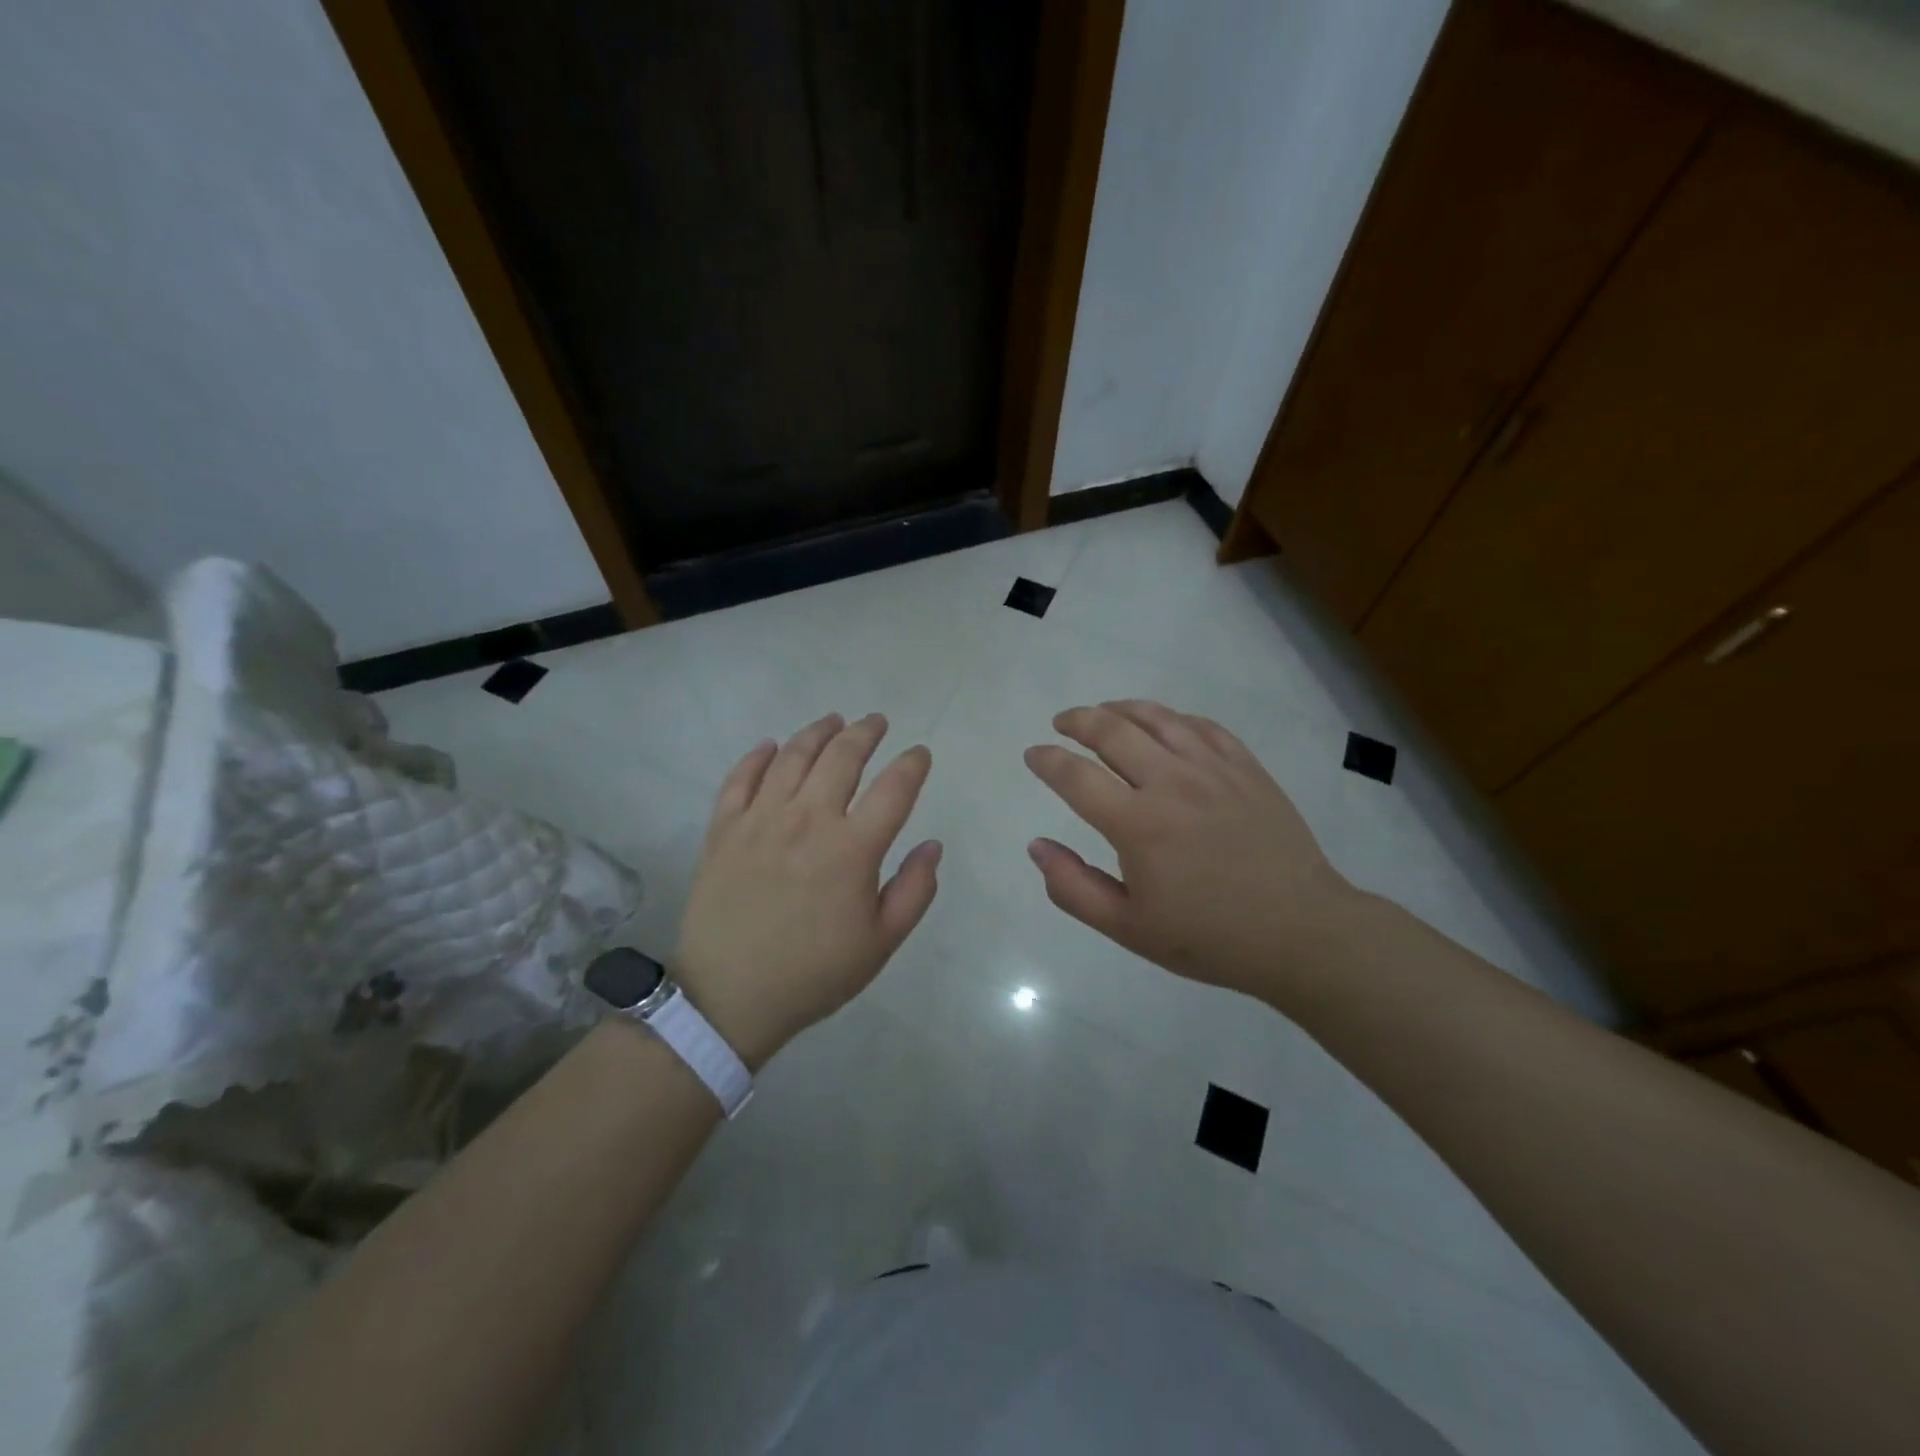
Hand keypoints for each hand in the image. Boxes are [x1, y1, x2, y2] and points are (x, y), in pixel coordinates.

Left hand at [674, 713, 940, 1067]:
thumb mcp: (881, 943)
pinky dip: (757, 756)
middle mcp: (808, 819)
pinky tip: (771, 745)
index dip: (912, 765)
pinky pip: (740, 778)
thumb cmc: (814, 973)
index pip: (894, 788)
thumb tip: (932, 845)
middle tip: (876, 722)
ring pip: (793, 756)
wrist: (730, 996)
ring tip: (833, 721)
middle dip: (865, 733)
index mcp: (852, 848)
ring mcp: (761, 819)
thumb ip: (915, 890)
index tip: (920, 754)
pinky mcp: (724, 829)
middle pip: (842, 757)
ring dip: (817, 732)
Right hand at [1024, 700, 1358, 1001]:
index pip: (1076, 776)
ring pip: (1157, 718)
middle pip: (1112, 731)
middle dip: (1078, 721)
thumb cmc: (1208, 937)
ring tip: (1103, 711)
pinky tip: (1163, 725)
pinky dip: (1172, 718)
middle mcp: (1171, 783)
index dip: (1047, 761)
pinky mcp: (1246, 768)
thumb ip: (1073, 887)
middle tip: (1062, 723)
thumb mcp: (1128, 928)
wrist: (1300, 932)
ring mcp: (1213, 769)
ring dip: (1121, 708)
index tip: (1033, 754)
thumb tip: (1036, 846)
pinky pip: (1202, 726)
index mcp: (1137, 824)